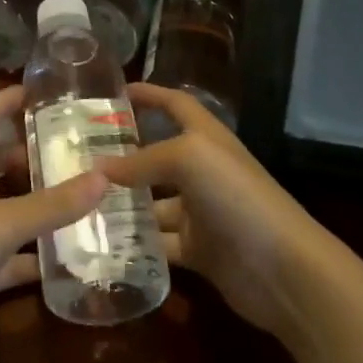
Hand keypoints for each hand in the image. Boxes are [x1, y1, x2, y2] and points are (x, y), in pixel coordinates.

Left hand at [0, 85, 106, 362]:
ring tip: (71, 195)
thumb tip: (105, 177)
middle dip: (21, 154)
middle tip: (63, 150)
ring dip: (29, 203)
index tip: (30, 92)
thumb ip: (53, 203)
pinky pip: (6, 258)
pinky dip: (30, 257)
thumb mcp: (3, 220)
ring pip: (0, 209)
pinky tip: (62, 259)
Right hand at [103, 84, 327, 341]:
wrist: (283, 269)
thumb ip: (141, 161)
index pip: (175, 105)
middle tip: (79, 157)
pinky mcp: (198, 250)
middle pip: (157, 156)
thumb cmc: (237, 195)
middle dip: (123, 155)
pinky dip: (136, 243)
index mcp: (205, 138)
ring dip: (123, 204)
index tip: (115, 93)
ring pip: (152, 203)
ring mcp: (200, 212)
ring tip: (80, 202)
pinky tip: (102, 242)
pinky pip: (159, 242)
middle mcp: (202, 170)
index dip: (149, 95)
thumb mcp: (188, 159)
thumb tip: (98, 169)